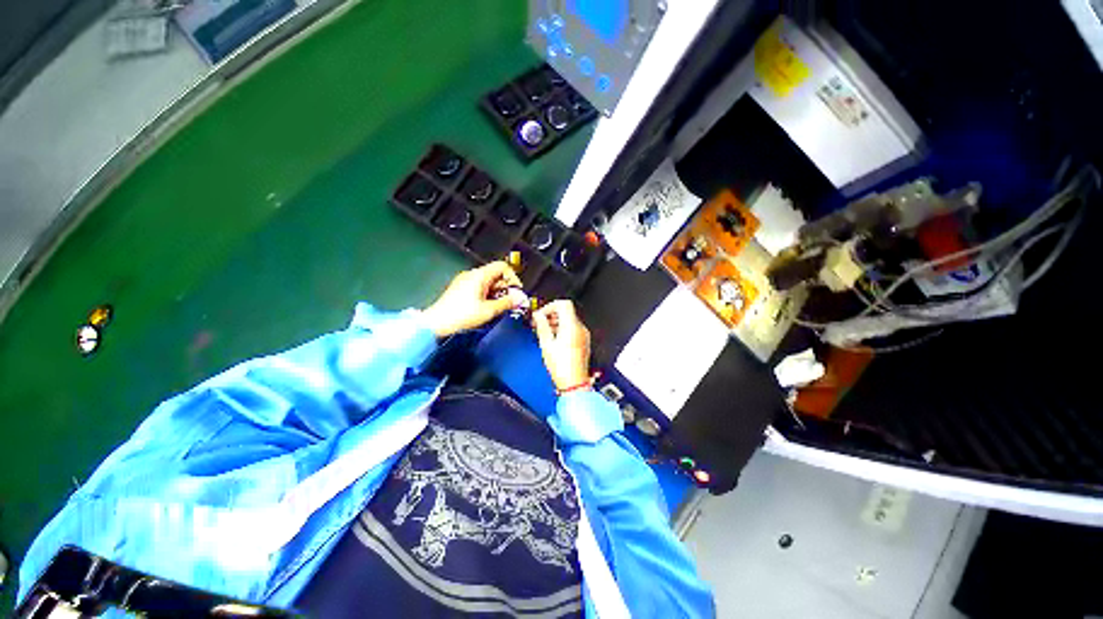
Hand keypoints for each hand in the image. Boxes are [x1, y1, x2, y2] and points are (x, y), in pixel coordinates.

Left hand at [422, 262, 523, 336]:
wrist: (437, 323)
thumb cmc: (461, 315)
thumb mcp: (489, 310)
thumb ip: (507, 303)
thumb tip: (519, 299)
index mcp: (480, 275)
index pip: (502, 267)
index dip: (513, 278)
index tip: (516, 291)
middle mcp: (472, 275)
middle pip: (496, 275)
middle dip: (506, 288)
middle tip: (510, 302)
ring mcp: (465, 281)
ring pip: (488, 282)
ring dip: (497, 293)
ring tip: (499, 307)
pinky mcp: (461, 289)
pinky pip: (479, 287)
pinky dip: (487, 295)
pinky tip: (487, 308)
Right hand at [532, 300, 591, 391]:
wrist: (574, 383)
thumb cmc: (562, 367)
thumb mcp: (546, 344)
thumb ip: (542, 326)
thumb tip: (538, 316)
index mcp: (571, 326)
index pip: (564, 304)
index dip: (550, 306)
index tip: (541, 314)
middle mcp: (580, 328)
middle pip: (566, 312)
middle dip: (551, 315)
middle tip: (539, 322)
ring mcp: (583, 335)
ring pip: (569, 320)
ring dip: (556, 322)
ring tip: (544, 332)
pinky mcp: (583, 342)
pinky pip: (572, 329)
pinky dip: (562, 330)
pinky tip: (553, 339)